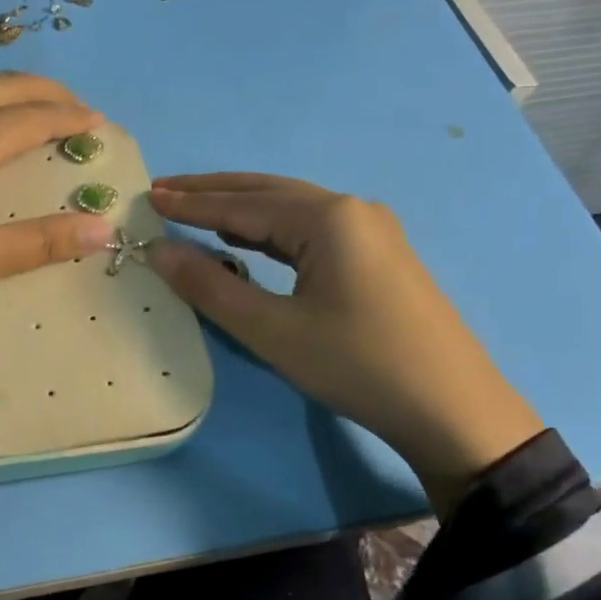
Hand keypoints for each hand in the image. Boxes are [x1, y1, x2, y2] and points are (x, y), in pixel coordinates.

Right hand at [147, 175, 543, 513]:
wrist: (451, 408)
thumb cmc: (356, 365)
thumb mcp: (272, 331)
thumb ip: (210, 287)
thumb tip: (159, 251)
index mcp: (327, 218)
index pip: (242, 204)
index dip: (191, 204)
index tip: (148, 197)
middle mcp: (351, 210)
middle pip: (268, 193)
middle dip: (213, 193)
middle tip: (164, 191)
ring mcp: (371, 232)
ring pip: (291, 211)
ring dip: (242, 211)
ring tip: (196, 212)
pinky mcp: (378, 256)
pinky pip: (311, 232)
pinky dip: (271, 233)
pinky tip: (250, 241)